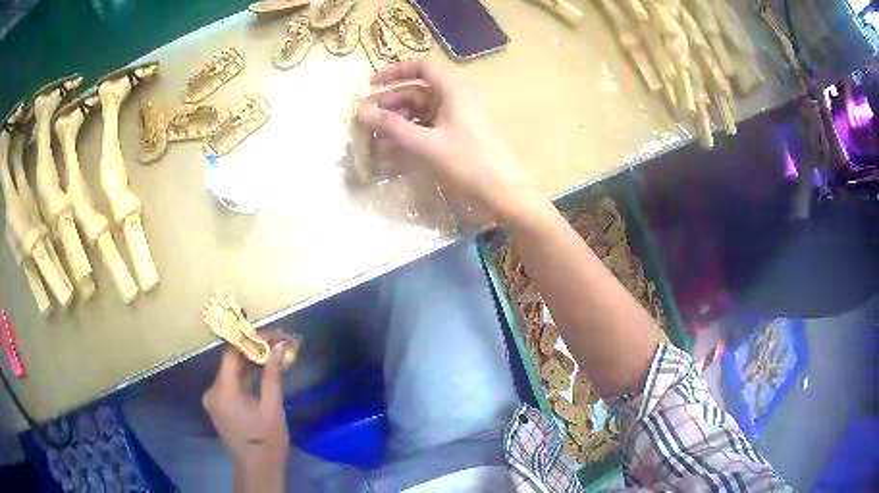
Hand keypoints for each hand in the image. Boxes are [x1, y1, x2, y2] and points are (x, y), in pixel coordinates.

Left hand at [202, 330, 295, 492]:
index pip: (231, 353)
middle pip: (230, 361)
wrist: (257, 468)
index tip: (273, 335)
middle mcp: (212, 391)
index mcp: (223, 391)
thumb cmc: (267, 441)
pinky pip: (230, 383)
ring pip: (231, 372)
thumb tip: (279, 346)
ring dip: (250, 363)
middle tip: (278, 344)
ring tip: (273, 355)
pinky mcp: (218, 405)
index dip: (251, 340)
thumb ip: (272, 375)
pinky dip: (245, 376)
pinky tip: (261, 373)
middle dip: (253, 350)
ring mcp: (213, 399)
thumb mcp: (273, 408)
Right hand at [357, 60, 543, 224]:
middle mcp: (457, 97)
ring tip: (376, 135)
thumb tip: (361, 112)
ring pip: (423, 109)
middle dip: (391, 100)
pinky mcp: (460, 133)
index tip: (372, 84)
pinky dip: (412, 132)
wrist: (506, 193)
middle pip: (418, 90)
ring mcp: (460, 116)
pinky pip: (431, 125)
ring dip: (399, 119)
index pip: (421, 67)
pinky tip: (395, 147)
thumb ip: (393, 127)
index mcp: (453, 90)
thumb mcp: (427, 144)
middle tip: (367, 117)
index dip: (395, 71)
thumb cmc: (469, 163)